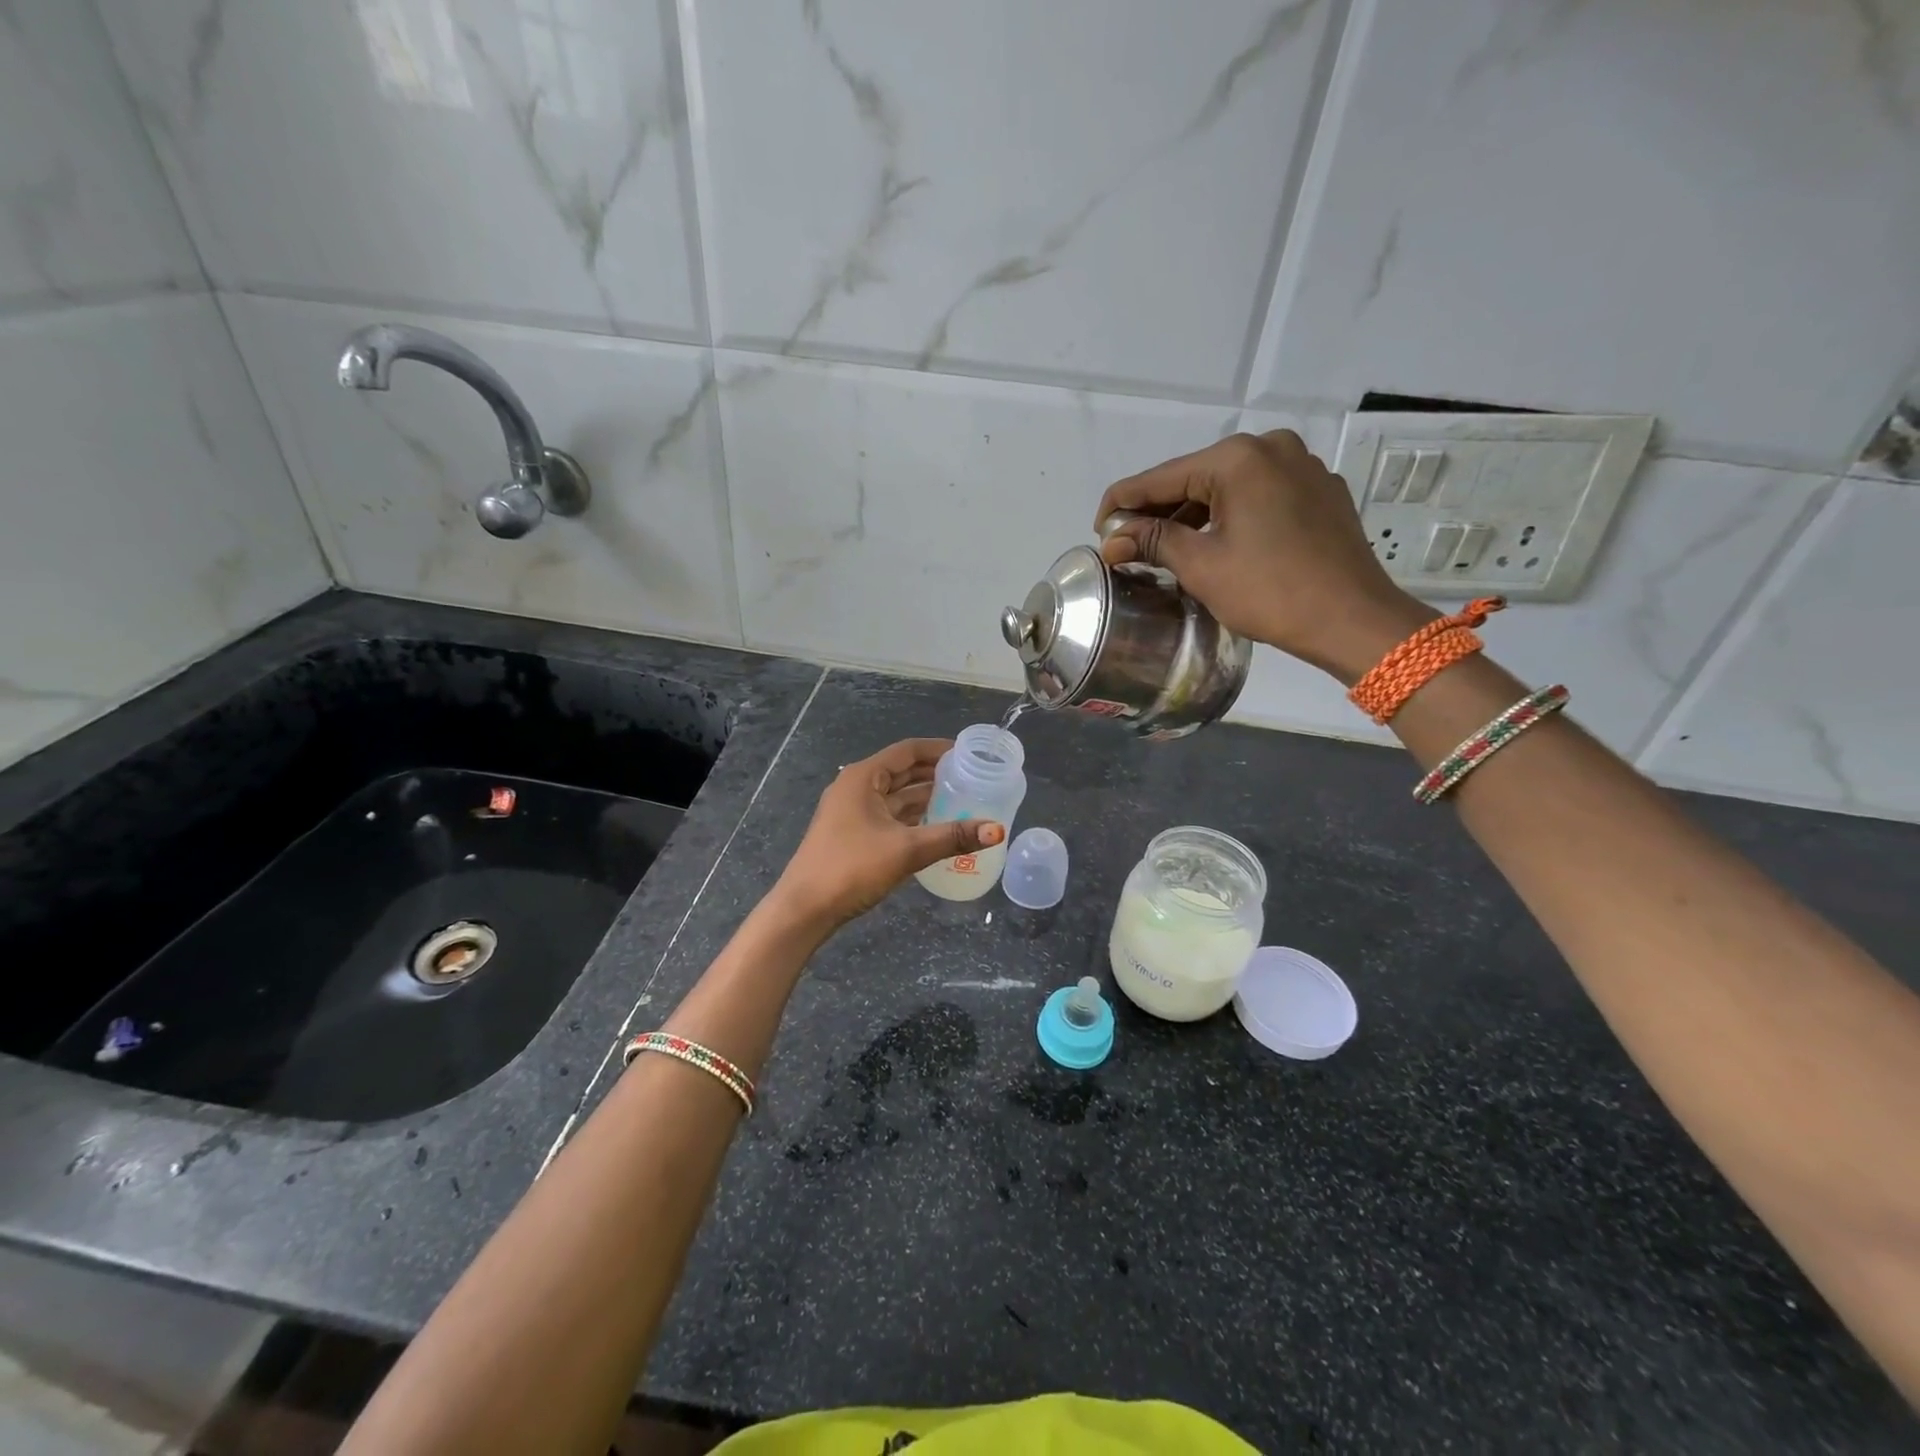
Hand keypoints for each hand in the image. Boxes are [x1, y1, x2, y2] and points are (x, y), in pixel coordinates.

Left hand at [773, 738, 1004, 927]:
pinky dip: (913, 817)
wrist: (804, 909)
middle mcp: (856, 788)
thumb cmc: (851, 868)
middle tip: (972, 778)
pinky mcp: (853, 835)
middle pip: (902, 772)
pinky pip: (889, 816)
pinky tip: (936, 826)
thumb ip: (952, 837)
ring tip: (962, 800)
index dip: (938, 749)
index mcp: (863, 778)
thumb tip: (997, 830)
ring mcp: (852, 812)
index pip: (907, 751)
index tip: (969, 754)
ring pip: (896, 796)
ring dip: (925, 797)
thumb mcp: (906, 850)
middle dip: (935, 774)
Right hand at [1094, 430, 1437, 683]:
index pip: (1161, 477)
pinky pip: (1259, 496)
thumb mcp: (1201, 566)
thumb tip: (1112, 539)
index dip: (1122, 503)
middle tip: (1128, 544)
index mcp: (1238, 458)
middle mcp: (1271, 448)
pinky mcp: (1320, 490)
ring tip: (1165, 549)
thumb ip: (1152, 541)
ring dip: (1193, 516)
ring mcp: (1302, 466)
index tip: (1098, 529)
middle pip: (1195, 478)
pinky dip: (1230, 516)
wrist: (1353, 619)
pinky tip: (1216, 544)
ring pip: (1228, 487)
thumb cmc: (1270, 591)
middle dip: (1159, 511)